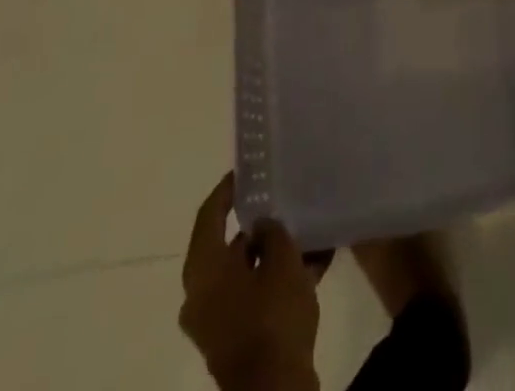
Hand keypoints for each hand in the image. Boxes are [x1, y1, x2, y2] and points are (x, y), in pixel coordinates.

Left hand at [179, 173, 320, 390]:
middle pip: (226, 248)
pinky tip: (314, 265)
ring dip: (270, 255)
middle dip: (255, 225)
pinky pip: (254, 298)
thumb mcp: (282, 262)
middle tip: (280, 200)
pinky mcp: (236, 343)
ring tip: (304, 230)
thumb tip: (262, 225)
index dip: (226, 190)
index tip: (245, 172)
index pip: (208, 215)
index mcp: (203, 271)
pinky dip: (276, 281)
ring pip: (244, 274)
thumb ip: (273, 233)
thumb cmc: (272, 319)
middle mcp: (201, 296)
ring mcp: (217, 323)